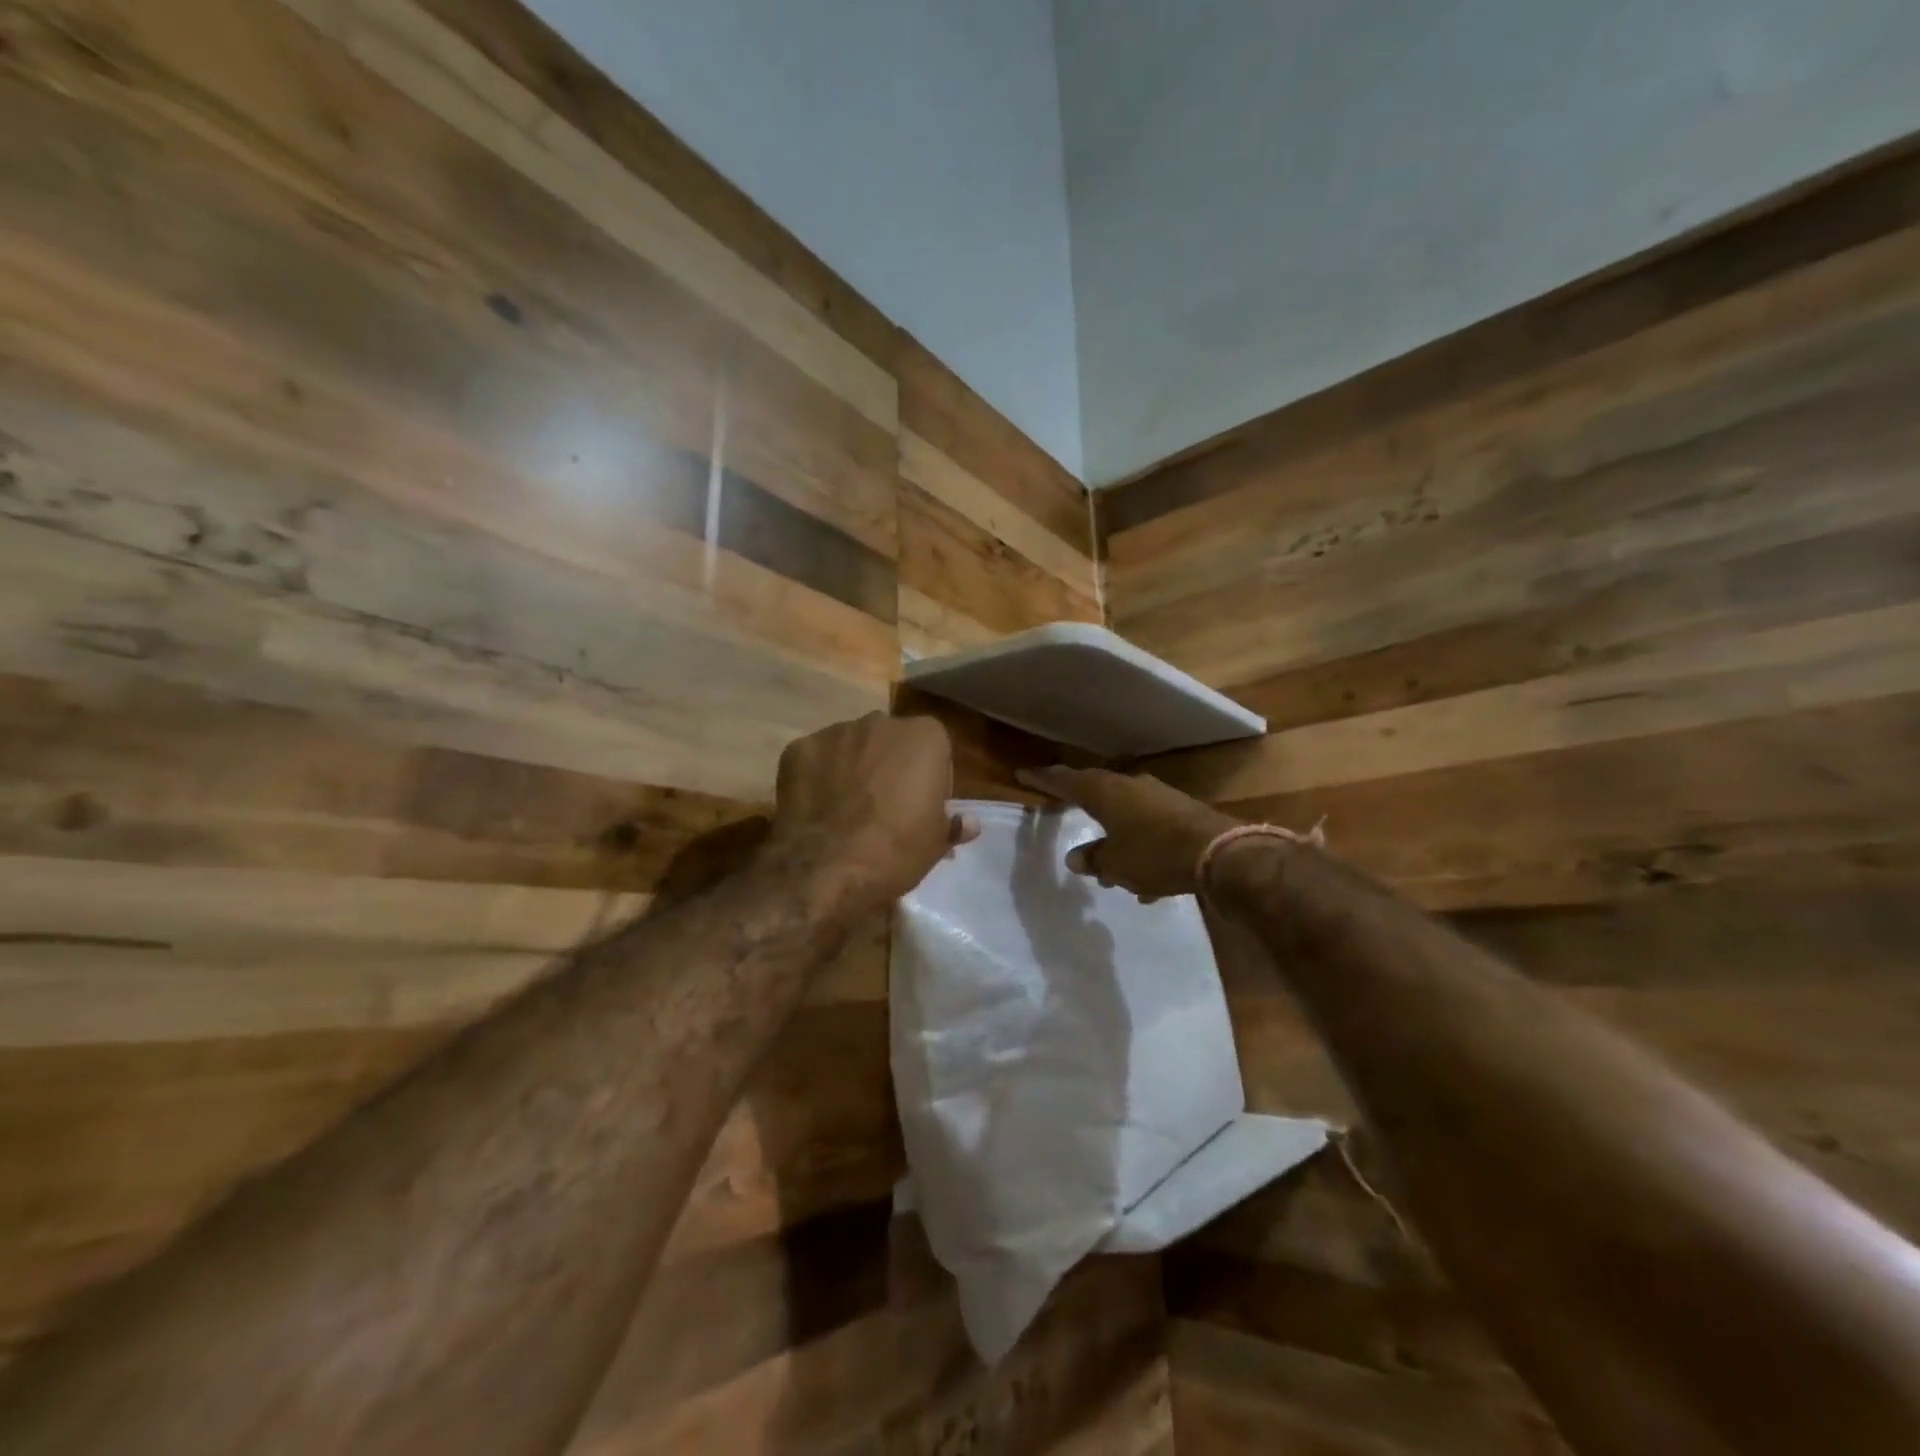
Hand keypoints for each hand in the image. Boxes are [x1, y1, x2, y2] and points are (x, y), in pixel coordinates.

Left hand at [772, 713, 978, 902]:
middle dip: (889, 766)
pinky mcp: (798, 748)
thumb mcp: (936, 844)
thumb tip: (969, 822)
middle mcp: (881, 722)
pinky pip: (815, 759)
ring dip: (852, 768)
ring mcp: (835, 732)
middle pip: (890, 742)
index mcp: (925, 736)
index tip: (922, 808)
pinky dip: (817, 777)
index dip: (930, 780)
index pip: (935, 749)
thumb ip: (953, 824)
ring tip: (845, 810)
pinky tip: (817, 809)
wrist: (826, 868)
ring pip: (851, 747)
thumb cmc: (896, 851)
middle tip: (884, 807)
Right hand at [1016, 766, 1237, 901]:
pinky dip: (1141, 848)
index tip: (1024, 774)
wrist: (1220, 853)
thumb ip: (1093, 859)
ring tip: (1110, 870)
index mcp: (1106, 793)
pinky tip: (1147, 881)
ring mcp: (1158, 796)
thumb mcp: (1116, 864)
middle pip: (1096, 791)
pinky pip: (1149, 827)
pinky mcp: (1180, 811)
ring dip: (1114, 836)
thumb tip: (1076, 858)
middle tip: (1061, 809)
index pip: (1066, 781)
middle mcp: (1130, 786)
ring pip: (1125, 812)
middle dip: (1080, 805)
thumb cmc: (1155, 854)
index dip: (1043, 779)